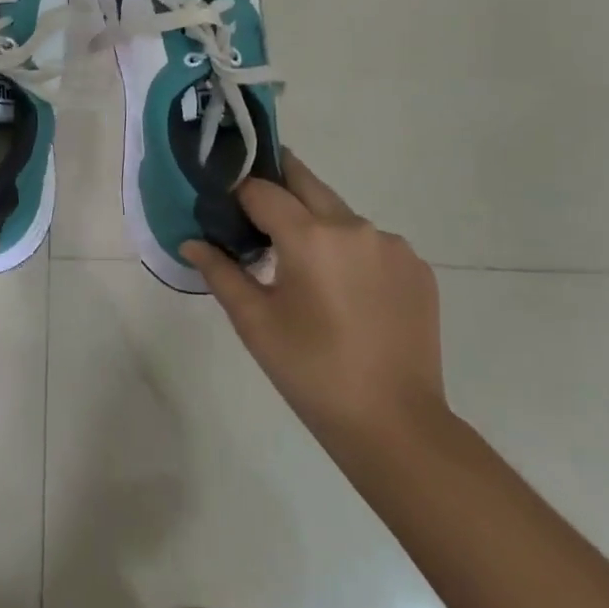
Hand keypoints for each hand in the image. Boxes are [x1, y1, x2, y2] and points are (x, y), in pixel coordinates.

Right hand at [183, 151, 447, 457]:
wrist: (396, 426)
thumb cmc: (312, 372)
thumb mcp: (255, 323)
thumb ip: (220, 272)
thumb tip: (191, 242)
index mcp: (310, 236)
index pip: (261, 189)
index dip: (238, 192)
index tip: (225, 205)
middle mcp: (353, 226)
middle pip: (305, 182)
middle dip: (277, 183)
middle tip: (256, 207)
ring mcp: (392, 245)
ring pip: (340, 213)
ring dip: (317, 222)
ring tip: (305, 265)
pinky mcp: (417, 267)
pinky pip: (372, 242)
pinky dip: (352, 250)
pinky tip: (347, 290)